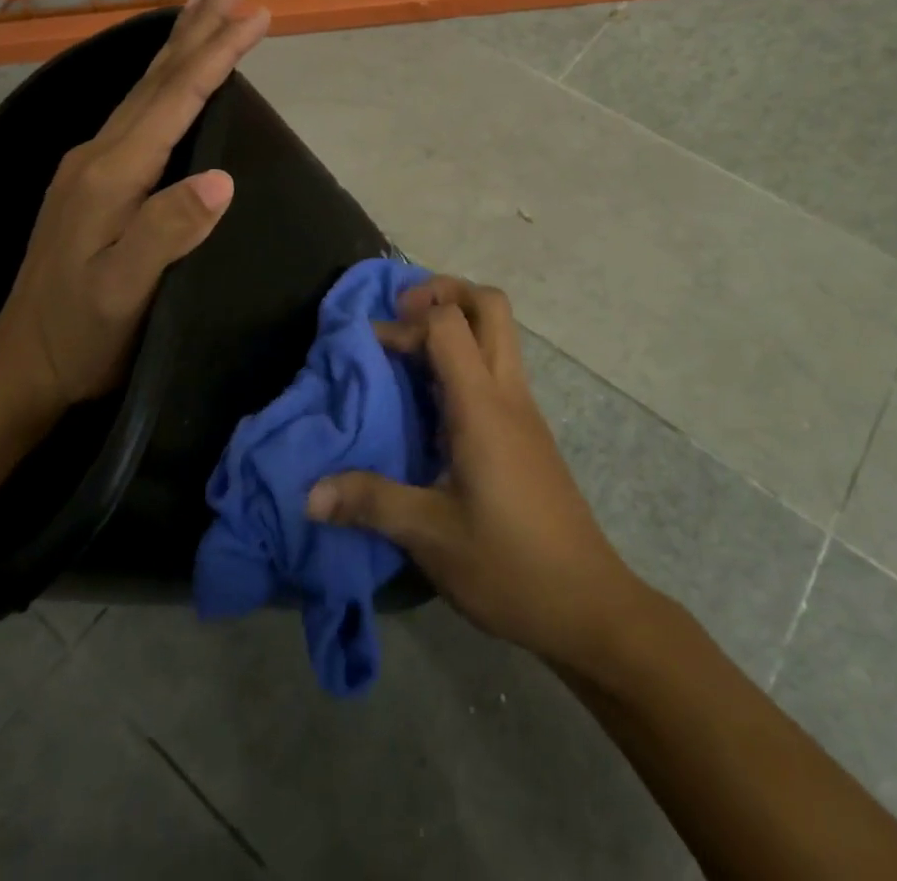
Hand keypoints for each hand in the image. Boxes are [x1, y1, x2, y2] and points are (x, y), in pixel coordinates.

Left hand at [0, 0, 269, 425]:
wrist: (24, 361)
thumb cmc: (84, 332)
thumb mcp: (126, 291)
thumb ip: (169, 231)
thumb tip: (222, 177)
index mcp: (111, 173)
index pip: (175, 99)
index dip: (217, 54)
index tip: (256, 14)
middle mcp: (99, 153)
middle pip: (157, 77)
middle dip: (199, 26)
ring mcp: (92, 164)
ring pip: (146, 89)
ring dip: (183, 44)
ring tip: (211, 8)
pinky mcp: (95, 179)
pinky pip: (140, 111)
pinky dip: (168, 79)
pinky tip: (176, 76)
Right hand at [306, 276, 649, 669]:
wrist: (587, 605)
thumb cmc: (509, 566)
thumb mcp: (431, 536)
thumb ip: (371, 503)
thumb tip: (309, 494)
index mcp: (483, 407)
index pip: (449, 324)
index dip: (405, 322)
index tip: (369, 347)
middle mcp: (508, 393)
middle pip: (490, 306)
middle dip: (445, 292)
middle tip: (401, 315)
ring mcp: (523, 410)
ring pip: (499, 333)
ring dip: (457, 322)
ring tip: (409, 351)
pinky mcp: (527, 431)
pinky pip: (497, 367)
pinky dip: (465, 357)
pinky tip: (433, 401)